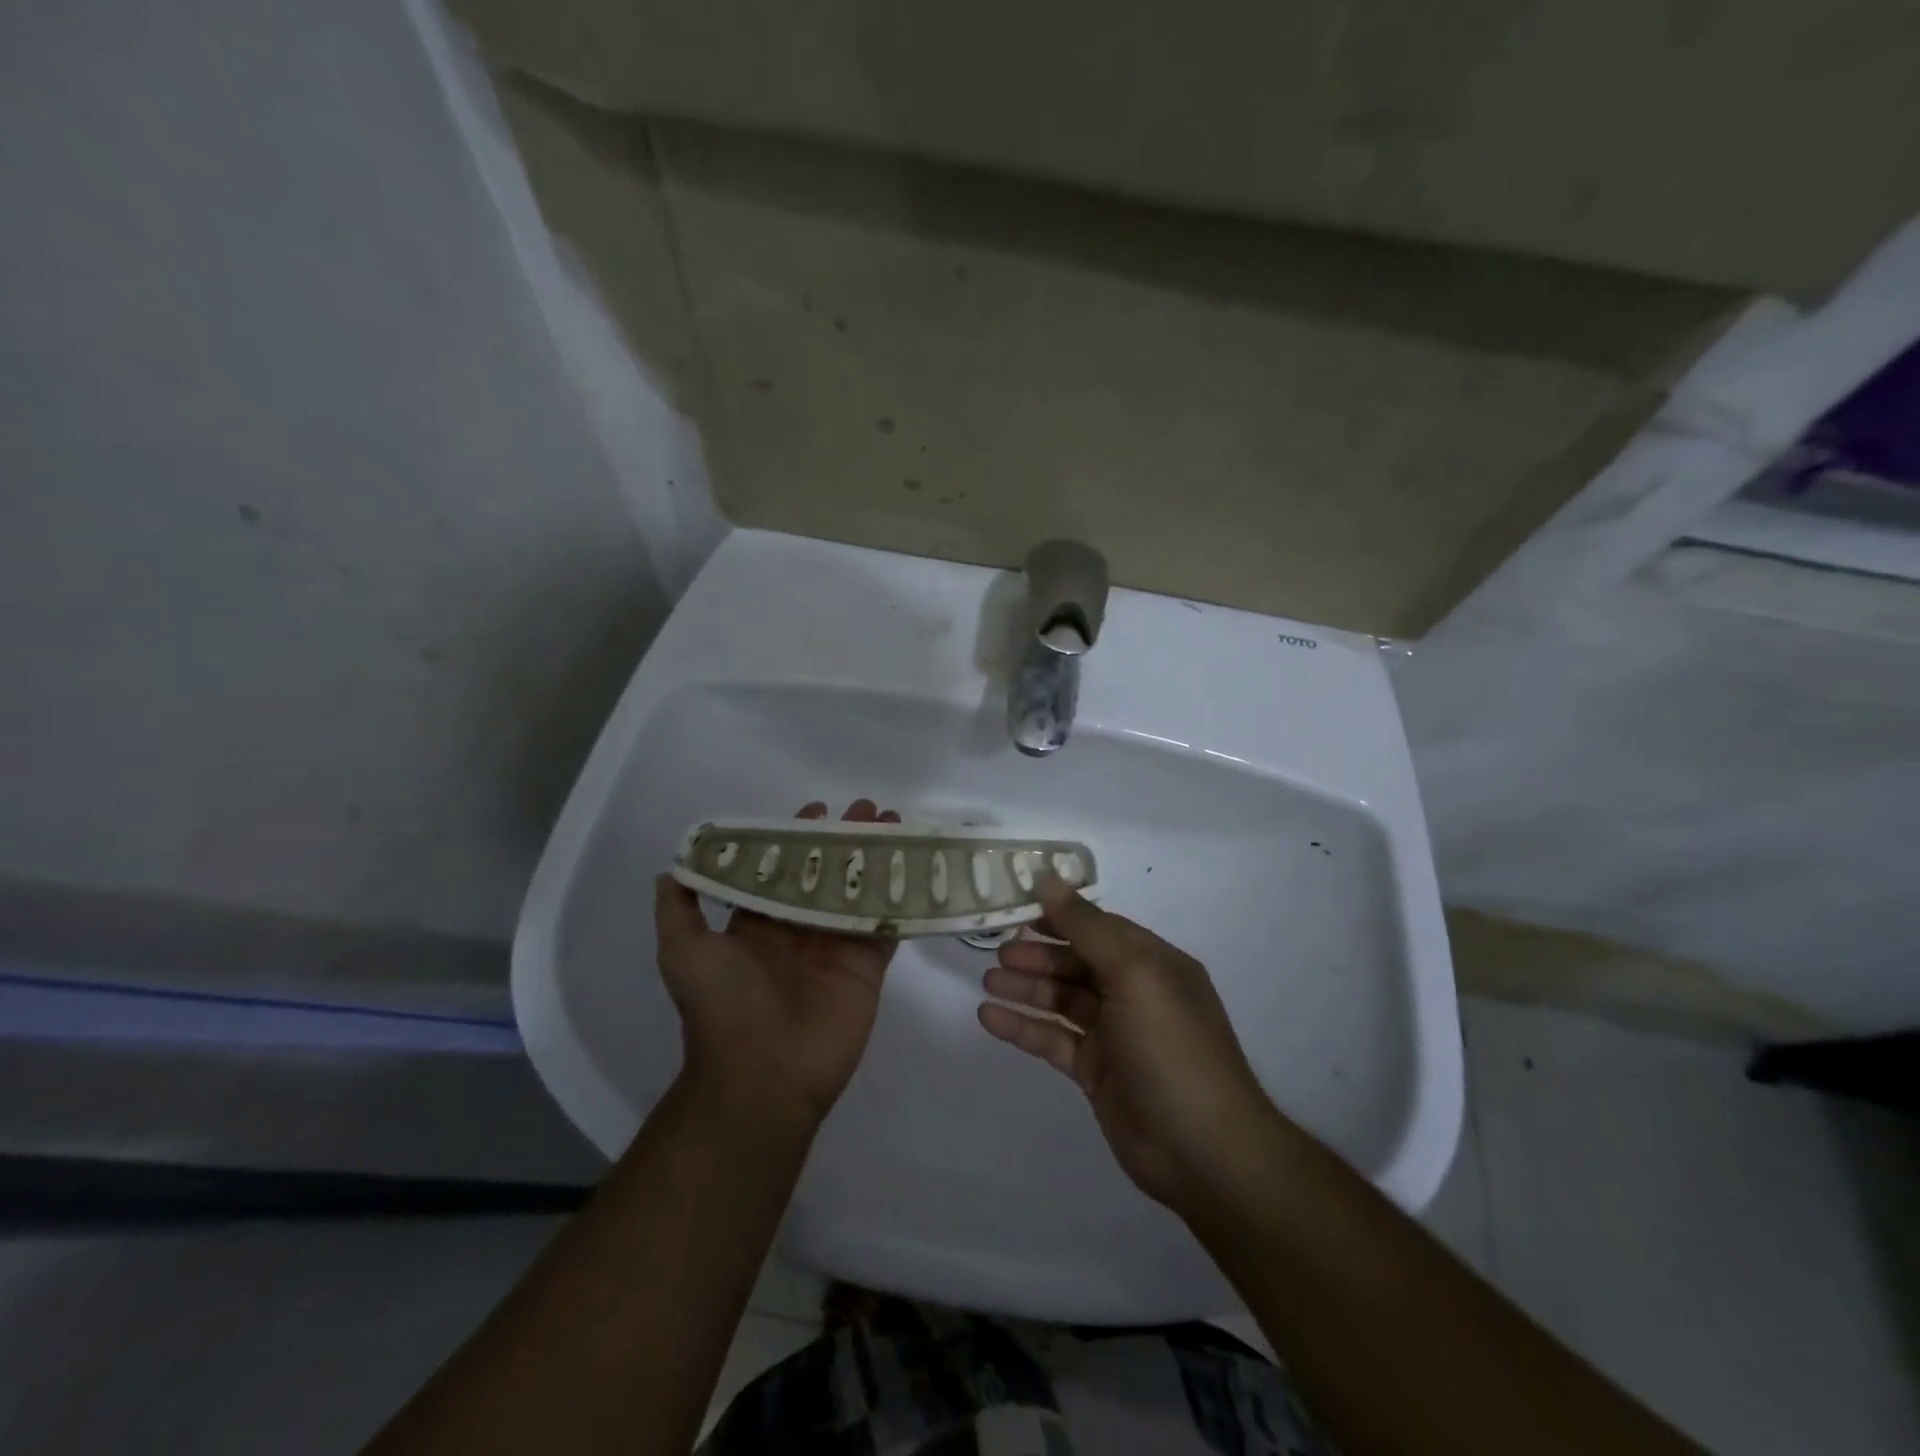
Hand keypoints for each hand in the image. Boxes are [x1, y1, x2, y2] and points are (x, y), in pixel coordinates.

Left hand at [654, 799, 900, 1124]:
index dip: (799, 838)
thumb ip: (680, 911)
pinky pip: (887, 925)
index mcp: (760, 923)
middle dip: (847, 840)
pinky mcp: (867, 967)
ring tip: (897, 826)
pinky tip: (918, 869)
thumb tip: (670, 869)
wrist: (764, 1077)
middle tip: (869, 810)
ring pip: (861, 891)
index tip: (818, 809)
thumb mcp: (684, 954)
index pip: (783, 869)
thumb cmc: (723, 1008)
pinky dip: (902, 899)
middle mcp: (800, 929)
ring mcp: (837, 947)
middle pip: (828, 873)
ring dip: (878, 859)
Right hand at [977, 878, 1279, 1211]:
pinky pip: (1053, 1040)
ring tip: (988, 982)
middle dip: (1038, 955)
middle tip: (997, 952)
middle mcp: (1135, 993)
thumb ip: (1087, 926)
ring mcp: (1115, 1035)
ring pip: (1062, 1000)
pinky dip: (1023, 1027)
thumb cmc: (1171, 1048)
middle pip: (1077, 963)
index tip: (1017, 906)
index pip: (1099, 927)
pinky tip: (989, 1018)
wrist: (1203, 1151)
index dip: (1060, 916)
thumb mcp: (1134, 973)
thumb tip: (1048, 878)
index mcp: (1152, 963)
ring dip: (1027, 989)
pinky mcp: (1096, 1072)